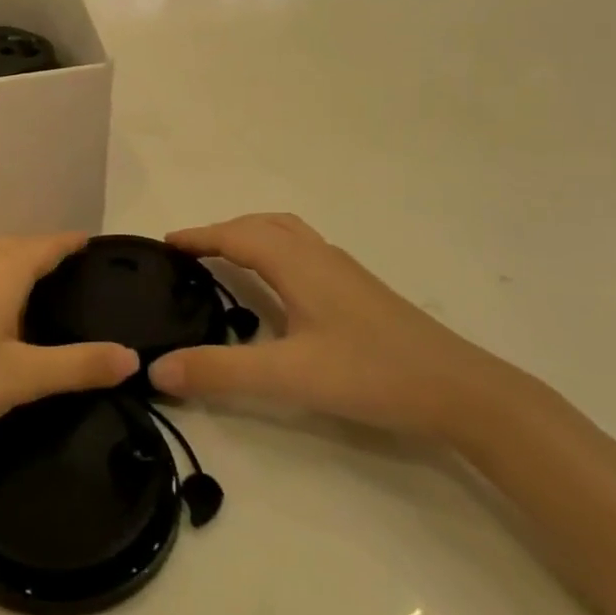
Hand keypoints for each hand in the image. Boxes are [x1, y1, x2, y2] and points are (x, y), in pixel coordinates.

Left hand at [0, 234, 139, 450]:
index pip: (46, 244)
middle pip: (16, 245)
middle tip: (72, 270)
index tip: (94, 244)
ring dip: (13, 261)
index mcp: (1, 271)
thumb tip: (132, 357)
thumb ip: (77, 366)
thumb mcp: (20, 379)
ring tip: (33, 285)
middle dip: (44, 251)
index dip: (71, 242)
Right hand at [147, 214, 507, 440]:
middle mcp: (319, 255)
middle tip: (190, 253)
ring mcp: (344, 270)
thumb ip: (220, 371)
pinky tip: (280, 285)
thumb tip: (156, 368)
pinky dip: (275, 250)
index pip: (236, 235)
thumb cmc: (371, 373)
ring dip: (251, 235)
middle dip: (222, 231)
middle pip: (261, 225)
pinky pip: (304, 250)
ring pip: (287, 234)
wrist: (459, 389)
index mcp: (297, 264)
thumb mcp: (288, 375)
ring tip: (227, 257)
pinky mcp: (360, 289)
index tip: (165, 243)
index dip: (199, 236)